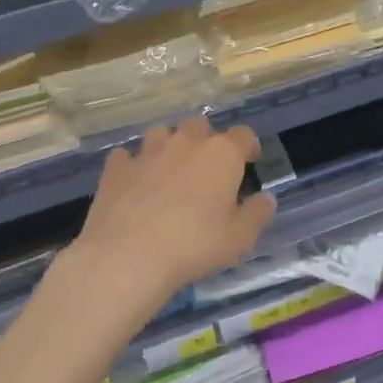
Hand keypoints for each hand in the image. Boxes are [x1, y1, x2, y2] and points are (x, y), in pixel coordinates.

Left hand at [73, 118, 275, 303]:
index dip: (248, 146)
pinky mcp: (116, 168)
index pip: (243, 135)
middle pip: (200, 126)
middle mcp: (185, 142)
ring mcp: (147, 152)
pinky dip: (133, 165)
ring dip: (169, 145)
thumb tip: (266, 199)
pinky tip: (135, 182)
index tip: (249, 161)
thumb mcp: (239, 238)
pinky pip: (127, 156)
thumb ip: (257, 214)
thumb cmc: (194, 245)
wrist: (128, 256)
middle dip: (207, 141)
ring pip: (162, 133)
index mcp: (221, 154)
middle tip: (208, 168)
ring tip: (171, 170)